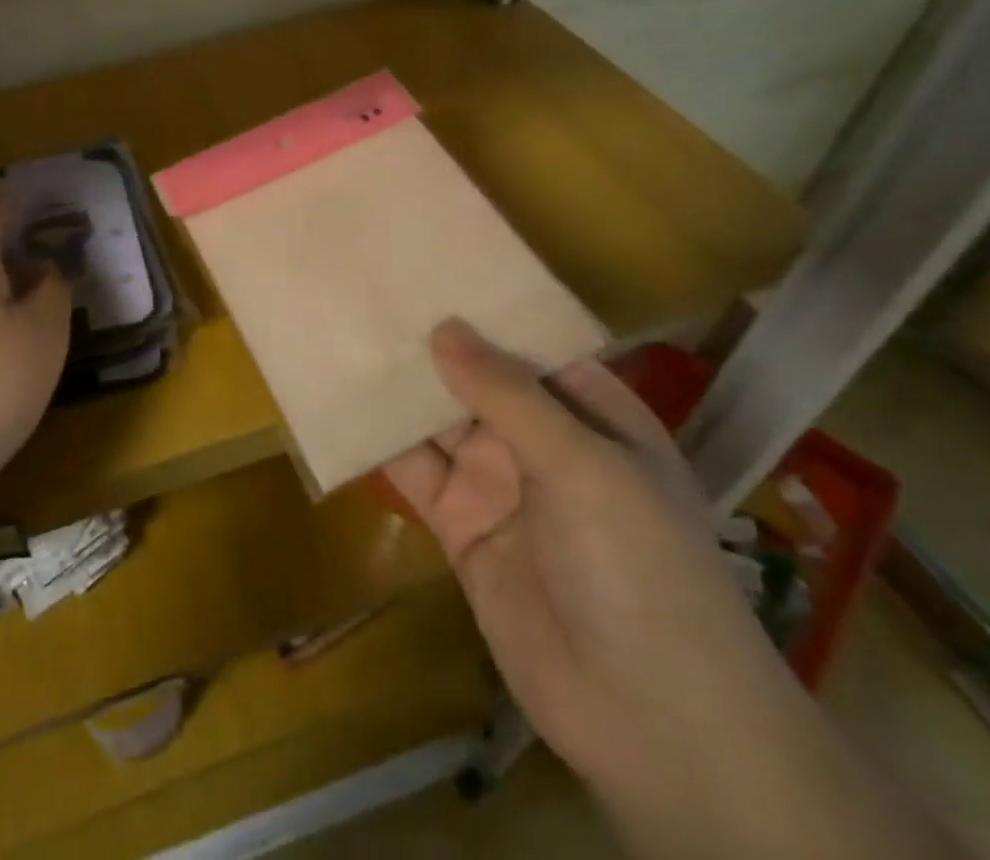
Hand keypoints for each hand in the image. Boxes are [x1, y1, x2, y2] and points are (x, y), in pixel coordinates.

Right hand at [383, 321, 823, 833]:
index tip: (427, 267)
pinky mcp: (458, 526)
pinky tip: (339, 407)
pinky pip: (414, 474)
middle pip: (475, 379)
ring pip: (437, 422)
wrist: (650, 721)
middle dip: (429, 343)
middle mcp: (541, 441)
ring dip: (397, 389)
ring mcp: (497, 484)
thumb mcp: (583, 465)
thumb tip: (443, 326)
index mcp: (590, 413)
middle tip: (366, 292)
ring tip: (343, 335)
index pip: (530, 345)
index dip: (483, 308)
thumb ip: (508, 395)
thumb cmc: (640, 567)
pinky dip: (379, 445)